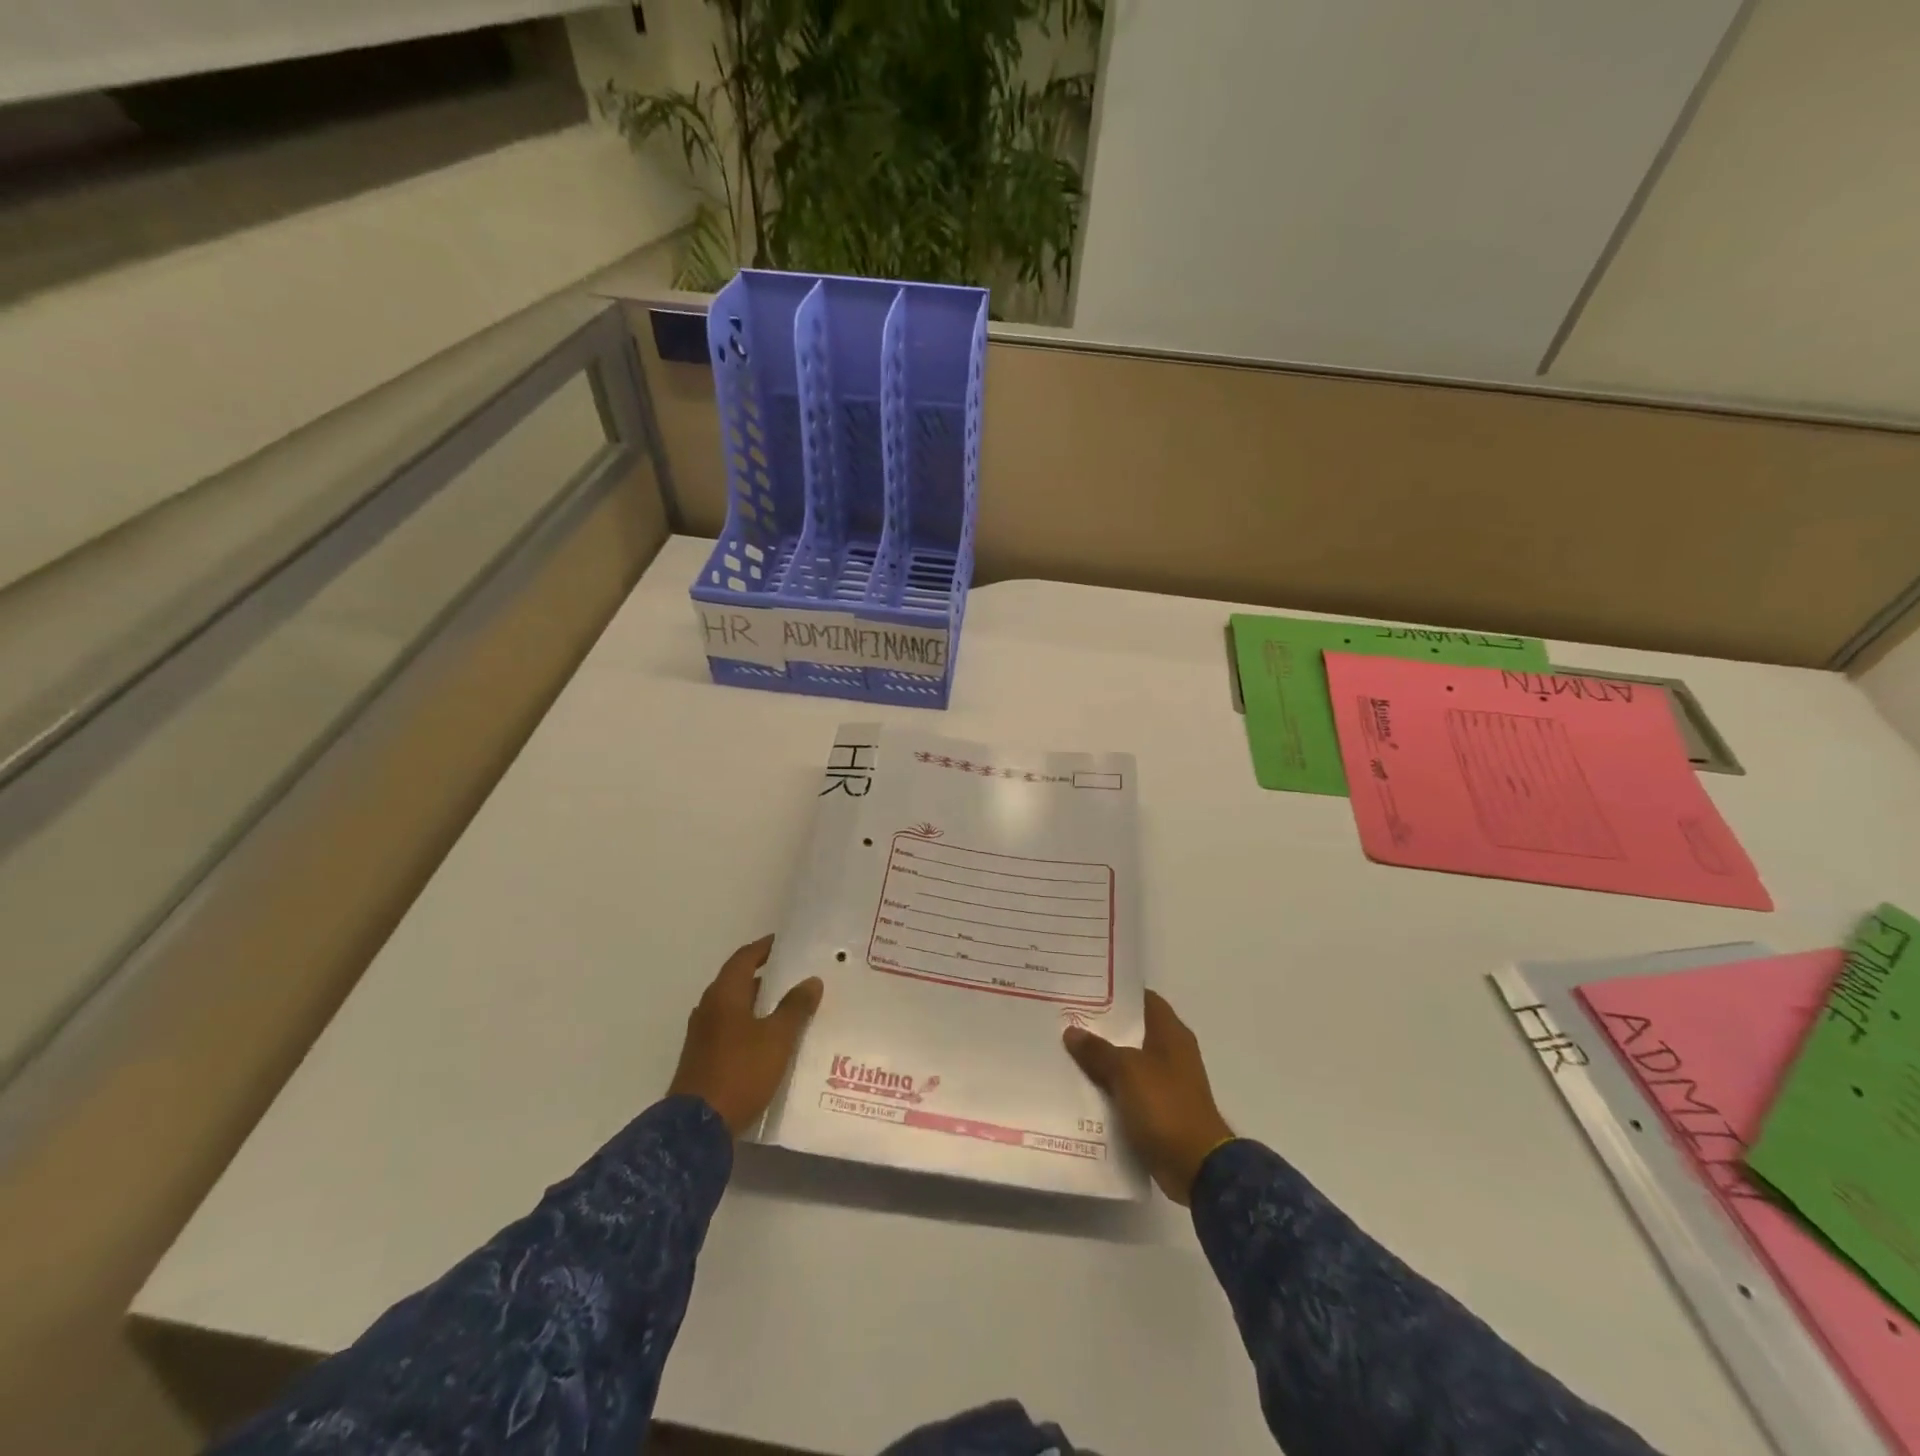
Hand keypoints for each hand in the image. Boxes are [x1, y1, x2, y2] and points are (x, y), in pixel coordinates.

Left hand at [668, 935, 823, 1135]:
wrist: (697, 1127)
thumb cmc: (740, 1072)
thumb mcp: (777, 1038)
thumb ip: (795, 1007)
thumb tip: (811, 980)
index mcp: (724, 994)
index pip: (744, 958)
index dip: (765, 948)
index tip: (786, 943)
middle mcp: (708, 1008)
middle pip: (737, 981)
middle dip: (764, 976)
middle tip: (794, 974)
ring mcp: (702, 1034)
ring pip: (733, 1007)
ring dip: (757, 1002)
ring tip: (787, 1005)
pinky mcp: (702, 1057)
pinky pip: (729, 1028)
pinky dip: (749, 1024)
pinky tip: (768, 1038)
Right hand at [1063, 991, 1234, 1203]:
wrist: (1196, 1167)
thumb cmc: (1166, 1106)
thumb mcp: (1127, 1071)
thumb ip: (1098, 1050)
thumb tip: (1072, 1031)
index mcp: (1171, 1033)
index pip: (1143, 999)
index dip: (1117, 993)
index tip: (1085, 990)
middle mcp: (1171, 1052)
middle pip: (1132, 1030)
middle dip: (1102, 1027)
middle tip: (1067, 1018)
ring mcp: (1166, 1082)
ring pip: (1127, 1061)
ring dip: (1103, 1060)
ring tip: (1066, 1050)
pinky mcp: (1159, 1109)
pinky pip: (1128, 1090)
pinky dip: (1109, 1088)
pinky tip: (1080, 1086)